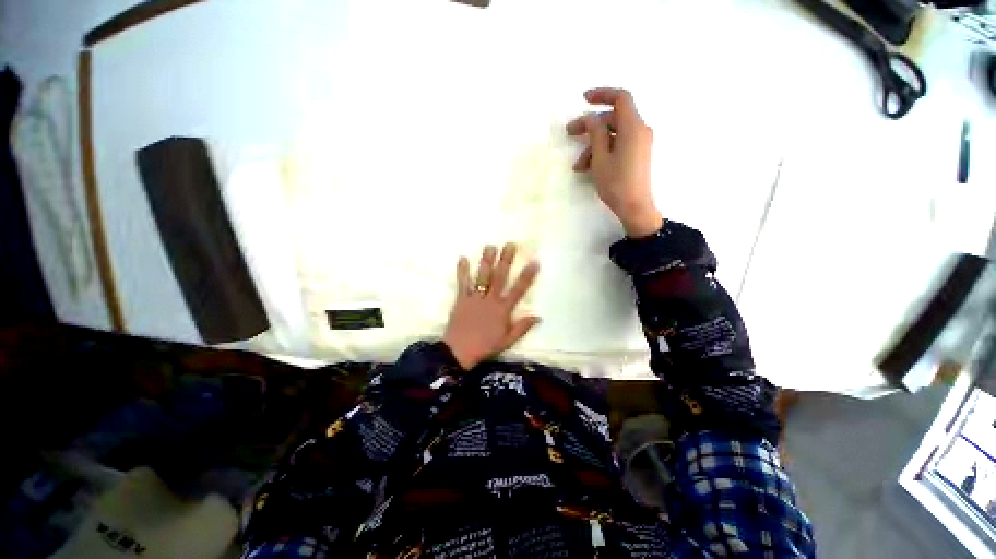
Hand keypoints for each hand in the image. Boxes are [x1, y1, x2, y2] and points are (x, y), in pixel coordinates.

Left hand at [443, 243, 540, 369]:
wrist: (459, 351)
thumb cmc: (485, 346)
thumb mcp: (507, 341)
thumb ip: (522, 327)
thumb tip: (538, 316)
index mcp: (503, 310)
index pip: (518, 290)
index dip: (527, 276)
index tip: (534, 262)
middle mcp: (490, 300)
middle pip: (500, 277)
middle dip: (506, 260)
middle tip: (510, 244)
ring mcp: (475, 298)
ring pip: (482, 276)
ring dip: (486, 261)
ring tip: (490, 246)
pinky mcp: (461, 299)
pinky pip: (462, 283)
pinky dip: (462, 271)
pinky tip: (462, 257)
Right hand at [567, 87, 662, 237]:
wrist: (635, 207)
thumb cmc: (616, 183)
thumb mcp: (601, 157)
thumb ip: (595, 133)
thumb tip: (591, 117)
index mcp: (633, 127)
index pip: (621, 98)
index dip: (602, 94)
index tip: (583, 99)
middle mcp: (639, 131)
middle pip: (613, 118)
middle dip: (590, 126)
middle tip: (570, 133)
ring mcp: (639, 143)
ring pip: (612, 135)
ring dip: (593, 146)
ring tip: (578, 166)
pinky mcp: (636, 155)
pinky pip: (617, 145)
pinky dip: (602, 152)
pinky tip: (588, 168)